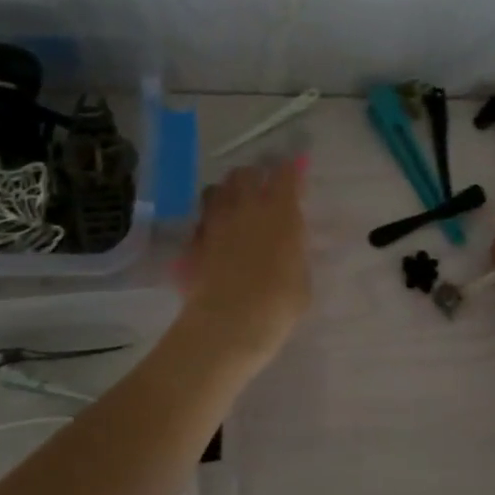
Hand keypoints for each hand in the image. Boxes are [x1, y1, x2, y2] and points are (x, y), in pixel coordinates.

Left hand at [178, 161, 312, 367]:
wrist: (228, 324)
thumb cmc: (278, 304)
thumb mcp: (302, 280)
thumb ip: (295, 255)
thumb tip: (291, 248)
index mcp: (280, 212)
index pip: (286, 175)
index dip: (290, 170)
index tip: (294, 170)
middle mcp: (244, 208)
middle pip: (245, 174)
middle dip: (254, 177)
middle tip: (260, 189)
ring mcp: (213, 223)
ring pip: (214, 190)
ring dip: (225, 193)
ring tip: (232, 206)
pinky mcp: (192, 243)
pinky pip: (199, 222)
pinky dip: (207, 223)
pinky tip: (212, 237)